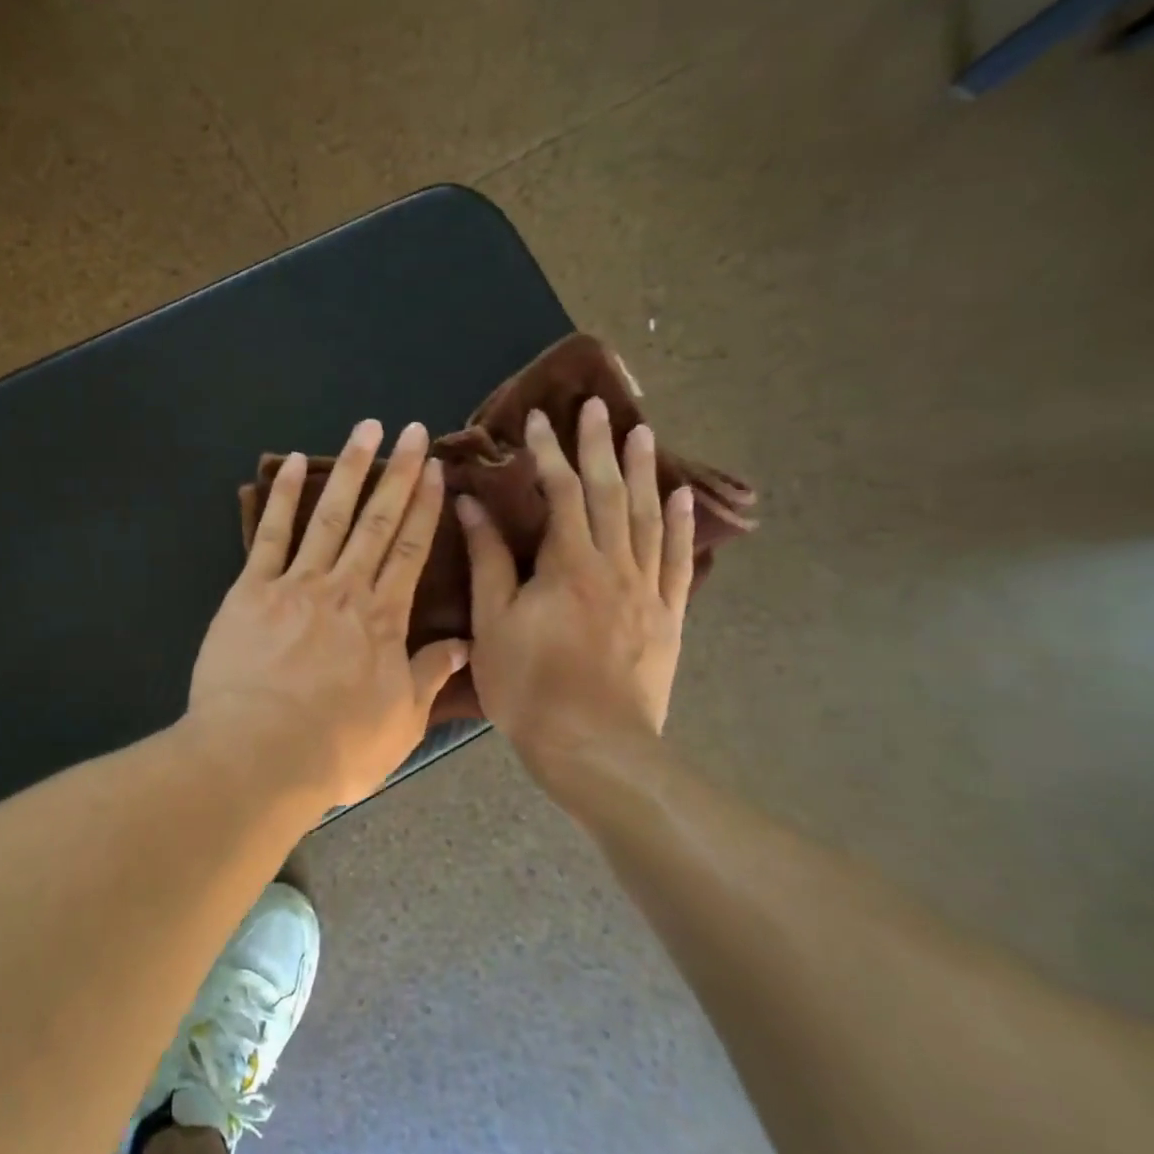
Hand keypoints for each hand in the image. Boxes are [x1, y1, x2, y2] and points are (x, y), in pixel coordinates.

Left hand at [190, 418, 468, 808]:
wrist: (258, 754)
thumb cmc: (335, 748)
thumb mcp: (399, 723)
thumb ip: (429, 676)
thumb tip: (462, 643)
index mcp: (382, 619)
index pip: (410, 551)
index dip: (425, 508)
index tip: (436, 471)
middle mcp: (344, 589)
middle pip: (376, 521)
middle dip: (398, 473)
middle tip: (413, 431)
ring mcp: (295, 584)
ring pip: (328, 516)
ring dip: (349, 469)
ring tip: (366, 429)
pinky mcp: (250, 590)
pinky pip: (268, 535)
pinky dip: (281, 497)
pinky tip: (291, 463)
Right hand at [458, 397, 694, 767]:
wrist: (594, 747)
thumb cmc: (530, 685)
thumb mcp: (492, 622)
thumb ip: (487, 559)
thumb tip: (471, 505)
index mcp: (568, 563)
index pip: (560, 492)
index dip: (547, 453)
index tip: (536, 420)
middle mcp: (614, 564)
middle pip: (610, 492)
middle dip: (600, 445)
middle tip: (598, 406)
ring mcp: (647, 590)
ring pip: (648, 516)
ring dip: (644, 471)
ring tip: (643, 432)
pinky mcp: (667, 616)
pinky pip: (676, 559)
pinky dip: (680, 524)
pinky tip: (681, 497)